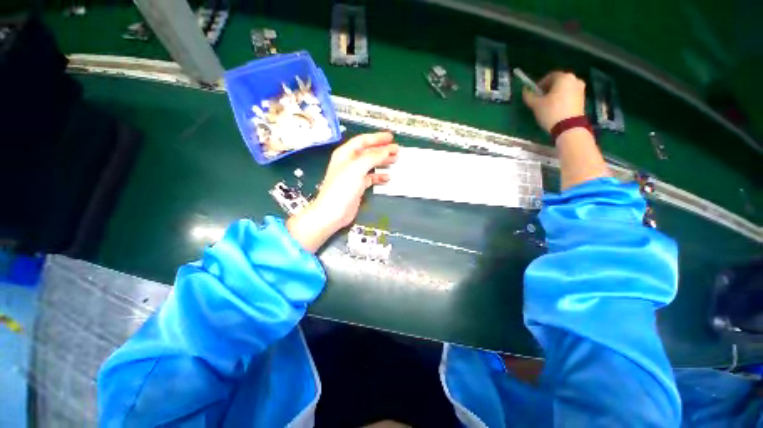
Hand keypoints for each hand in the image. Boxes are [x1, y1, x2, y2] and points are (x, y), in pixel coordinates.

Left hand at [287, 132, 398, 251]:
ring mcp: (353, 175)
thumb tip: (387, 150)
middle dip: (382, 149)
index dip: (377, 138)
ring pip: (371, 164)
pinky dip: (379, 176)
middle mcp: (349, 163)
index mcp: (345, 154)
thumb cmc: (341, 189)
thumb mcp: (357, 168)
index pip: (363, 140)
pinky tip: (387, 177)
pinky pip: (371, 177)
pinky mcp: (357, 186)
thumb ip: (373, 157)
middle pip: (368, 152)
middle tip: (396, 149)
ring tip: (394, 160)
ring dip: (382, 161)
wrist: (333, 212)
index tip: (390, 137)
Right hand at [522, 71, 585, 132]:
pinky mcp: (583, 98)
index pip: (550, 76)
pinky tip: (556, 108)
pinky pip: (570, 95)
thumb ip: (529, 96)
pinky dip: (563, 98)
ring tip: (548, 104)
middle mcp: (574, 79)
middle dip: (549, 89)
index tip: (534, 93)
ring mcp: (581, 89)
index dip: (540, 84)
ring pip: (565, 88)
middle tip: (540, 98)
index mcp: (563, 77)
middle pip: (559, 81)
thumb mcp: (536, 104)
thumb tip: (525, 91)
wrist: (568, 127)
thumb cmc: (551, 112)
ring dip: (556, 94)